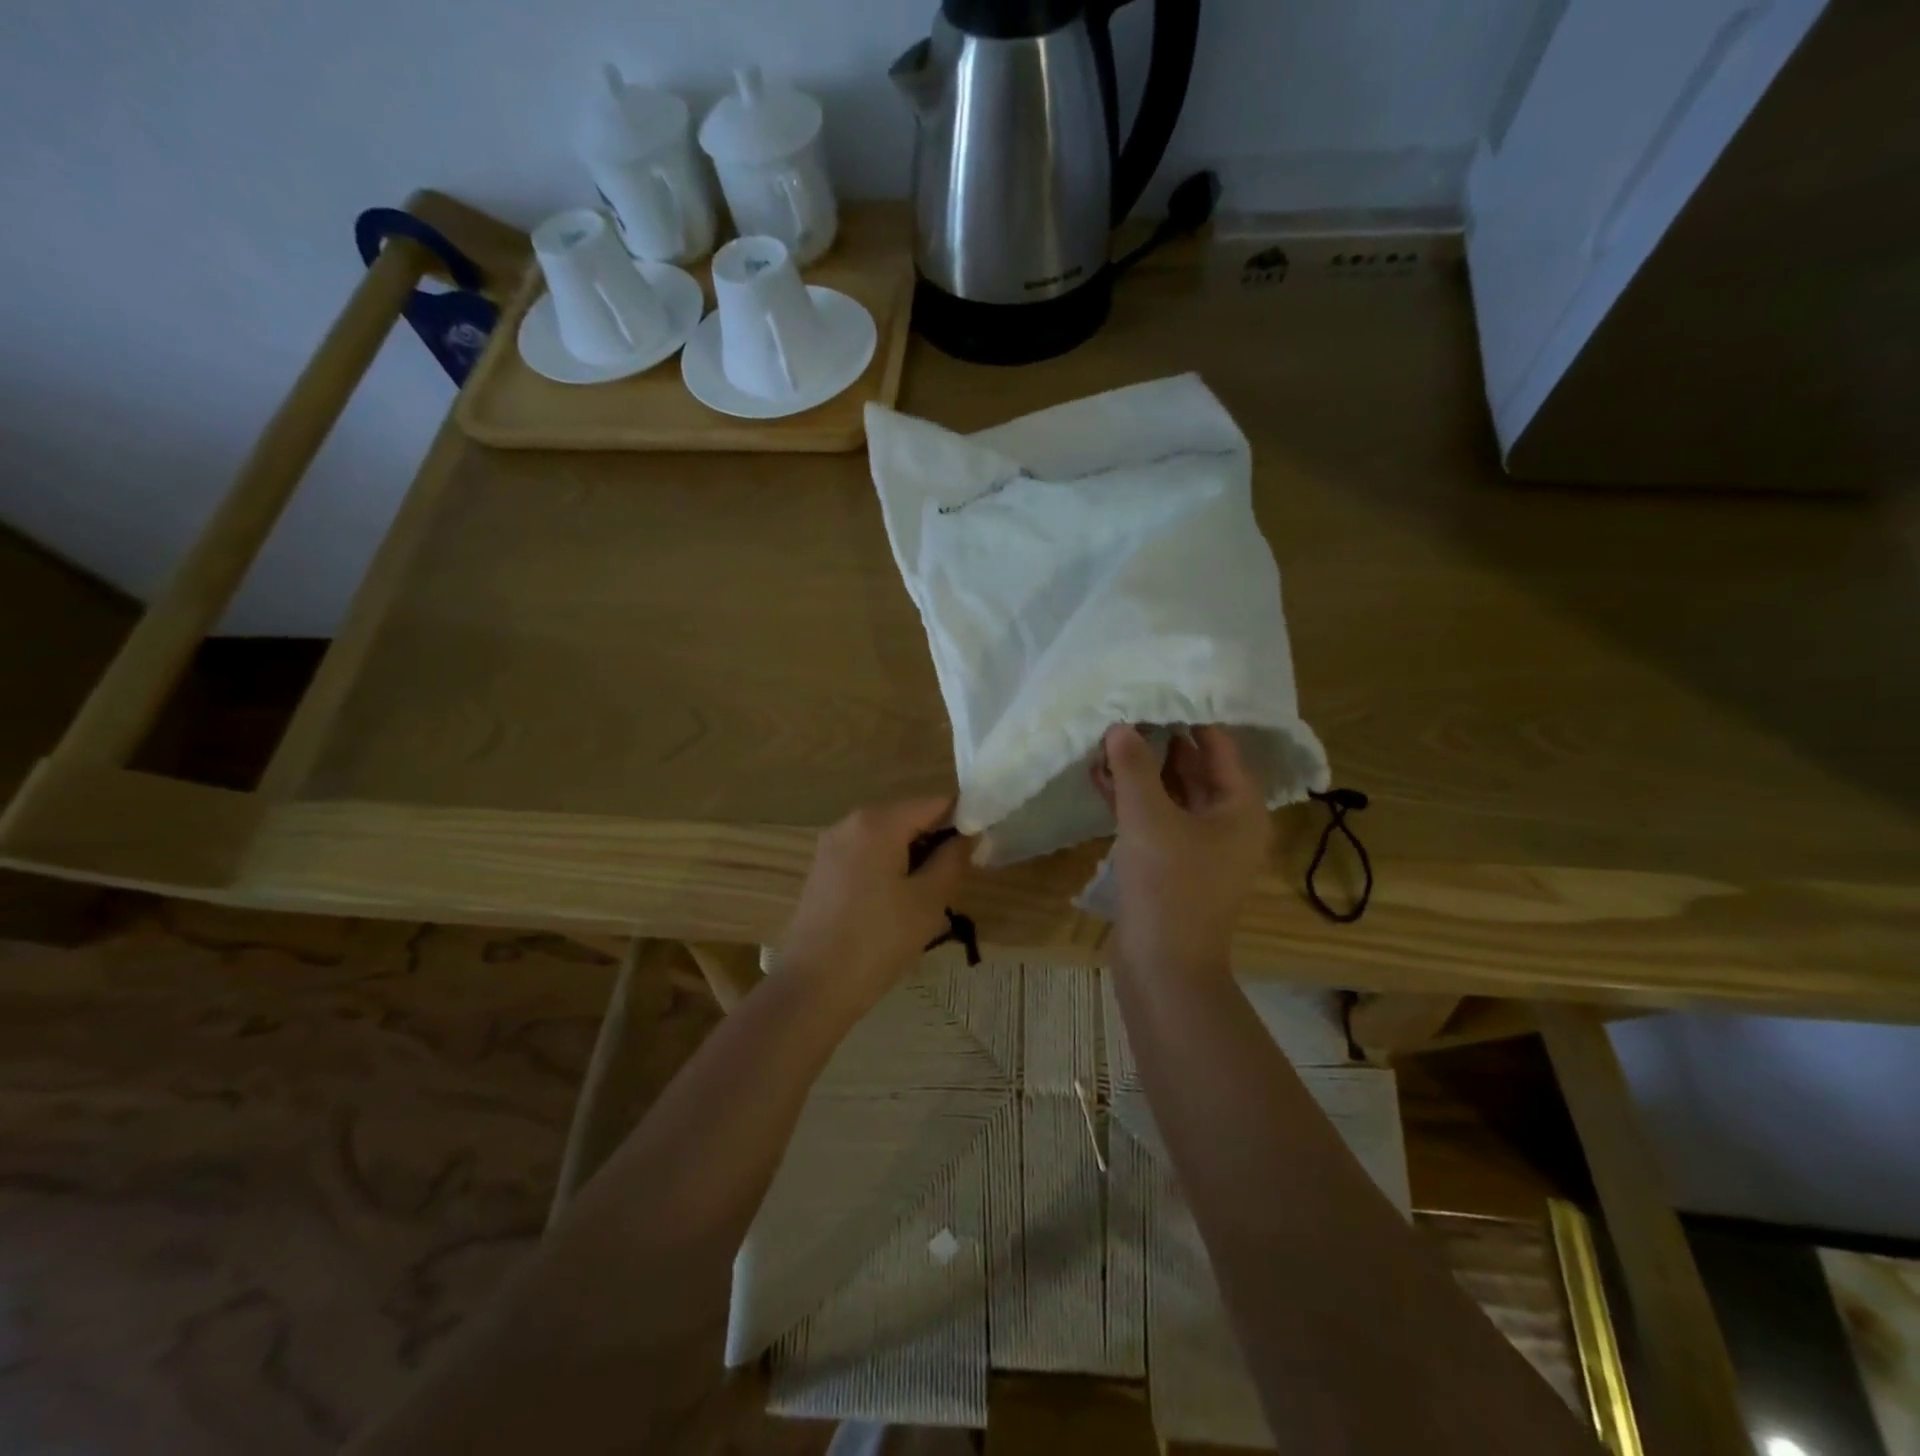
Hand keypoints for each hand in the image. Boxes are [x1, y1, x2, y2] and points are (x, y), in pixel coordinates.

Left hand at [778, 797, 975, 1016]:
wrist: (814, 987)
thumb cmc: (879, 939)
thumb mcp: (929, 900)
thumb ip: (953, 859)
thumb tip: (969, 834)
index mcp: (878, 822)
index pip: (934, 804)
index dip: (963, 821)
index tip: (980, 850)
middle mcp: (850, 823)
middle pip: (908, 819)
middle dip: (935, 843)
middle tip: (956, 882)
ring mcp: (831, 847)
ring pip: (887, 840)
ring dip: (912, 860)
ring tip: (928, 900)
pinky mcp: (822, 871)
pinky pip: (866, 857)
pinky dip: (888, 870)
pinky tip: (895, 908)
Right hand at [1091, 724, 1270, 979]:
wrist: (1163, 967)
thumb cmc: (1167, 886)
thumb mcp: (1148, 818)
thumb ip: (1133, 767)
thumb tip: (1119, 726)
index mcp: (1239, 808)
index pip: (1218, 747)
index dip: (1188, 718)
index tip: (1156, 691)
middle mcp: (1225, 823)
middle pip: (1194, 769)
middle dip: (1158, 742)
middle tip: (1124, 710)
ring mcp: (1197, 846)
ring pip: (1169, 795)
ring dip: (1139, 772)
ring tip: (1104, 740)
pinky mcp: (1170, 864)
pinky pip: (1154, 820)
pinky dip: (1131, 801)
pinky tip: (1099, 778)